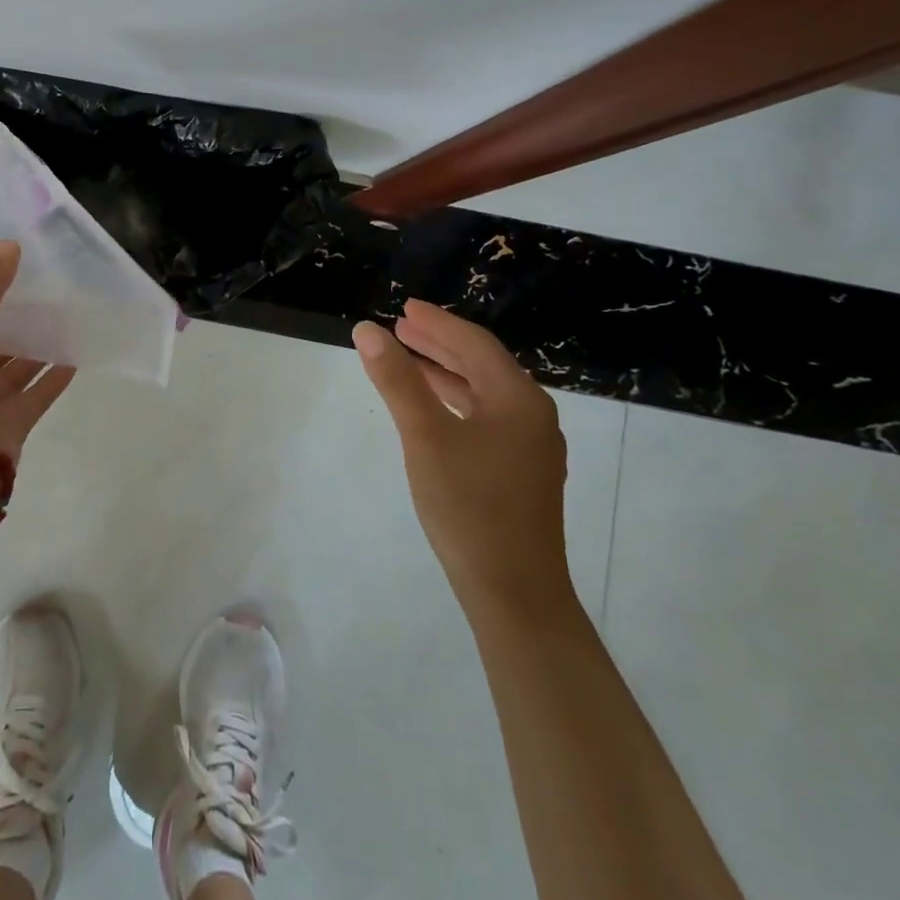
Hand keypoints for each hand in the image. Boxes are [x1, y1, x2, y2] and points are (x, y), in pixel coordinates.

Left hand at [0, 240, 75, 466]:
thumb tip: (10, 243)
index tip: (11, 282)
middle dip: (13, 326)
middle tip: (46, 299)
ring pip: (14, 370)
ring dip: (37, 350)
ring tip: (66, 322)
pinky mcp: (10, 425)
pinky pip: (36, 395)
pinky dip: (53, 378)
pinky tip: (76, 357)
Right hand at [353, 299, 571, 614]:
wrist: (514, 591)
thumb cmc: (469, 505)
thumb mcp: (425, 435)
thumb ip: (397, 379)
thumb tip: (367, 330)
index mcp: (518, 399)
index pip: (474, 344)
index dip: (437, 322)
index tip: (404, 308)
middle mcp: (533, 416)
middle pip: (482, 365)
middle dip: (440, 344)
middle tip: (400, 328)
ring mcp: (531, 448)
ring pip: (484, 394)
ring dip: (446, 373)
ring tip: (408, 360)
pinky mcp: (522, 474)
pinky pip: (486, 419)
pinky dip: (456, 403)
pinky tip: (434, 412)